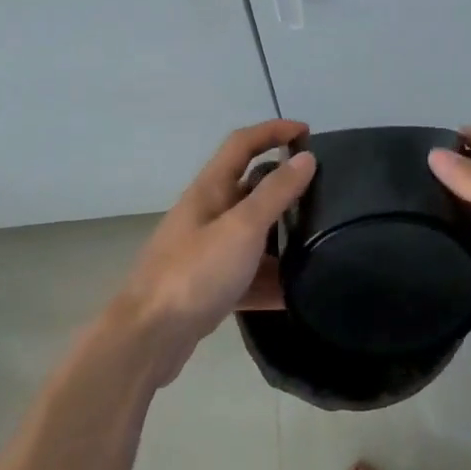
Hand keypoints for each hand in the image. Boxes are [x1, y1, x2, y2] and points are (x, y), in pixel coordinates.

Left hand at [111, 119, 317, 382]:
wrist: (148, 338)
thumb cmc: (195, 272)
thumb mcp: (243, 228)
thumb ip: (276, 193)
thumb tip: (306, 158)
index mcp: (210, 190)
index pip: (242, 144)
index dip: (272, 131)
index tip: (308, 132)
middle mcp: (207, 215)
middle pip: (249, 188)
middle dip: (283, 185)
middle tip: (323, 192)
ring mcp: (206, 253)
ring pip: (251, 235)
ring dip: (281, 236)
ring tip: (321, 242)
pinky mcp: (209, 288)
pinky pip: (248, 275)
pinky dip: (271, 280)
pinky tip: (299, 293)